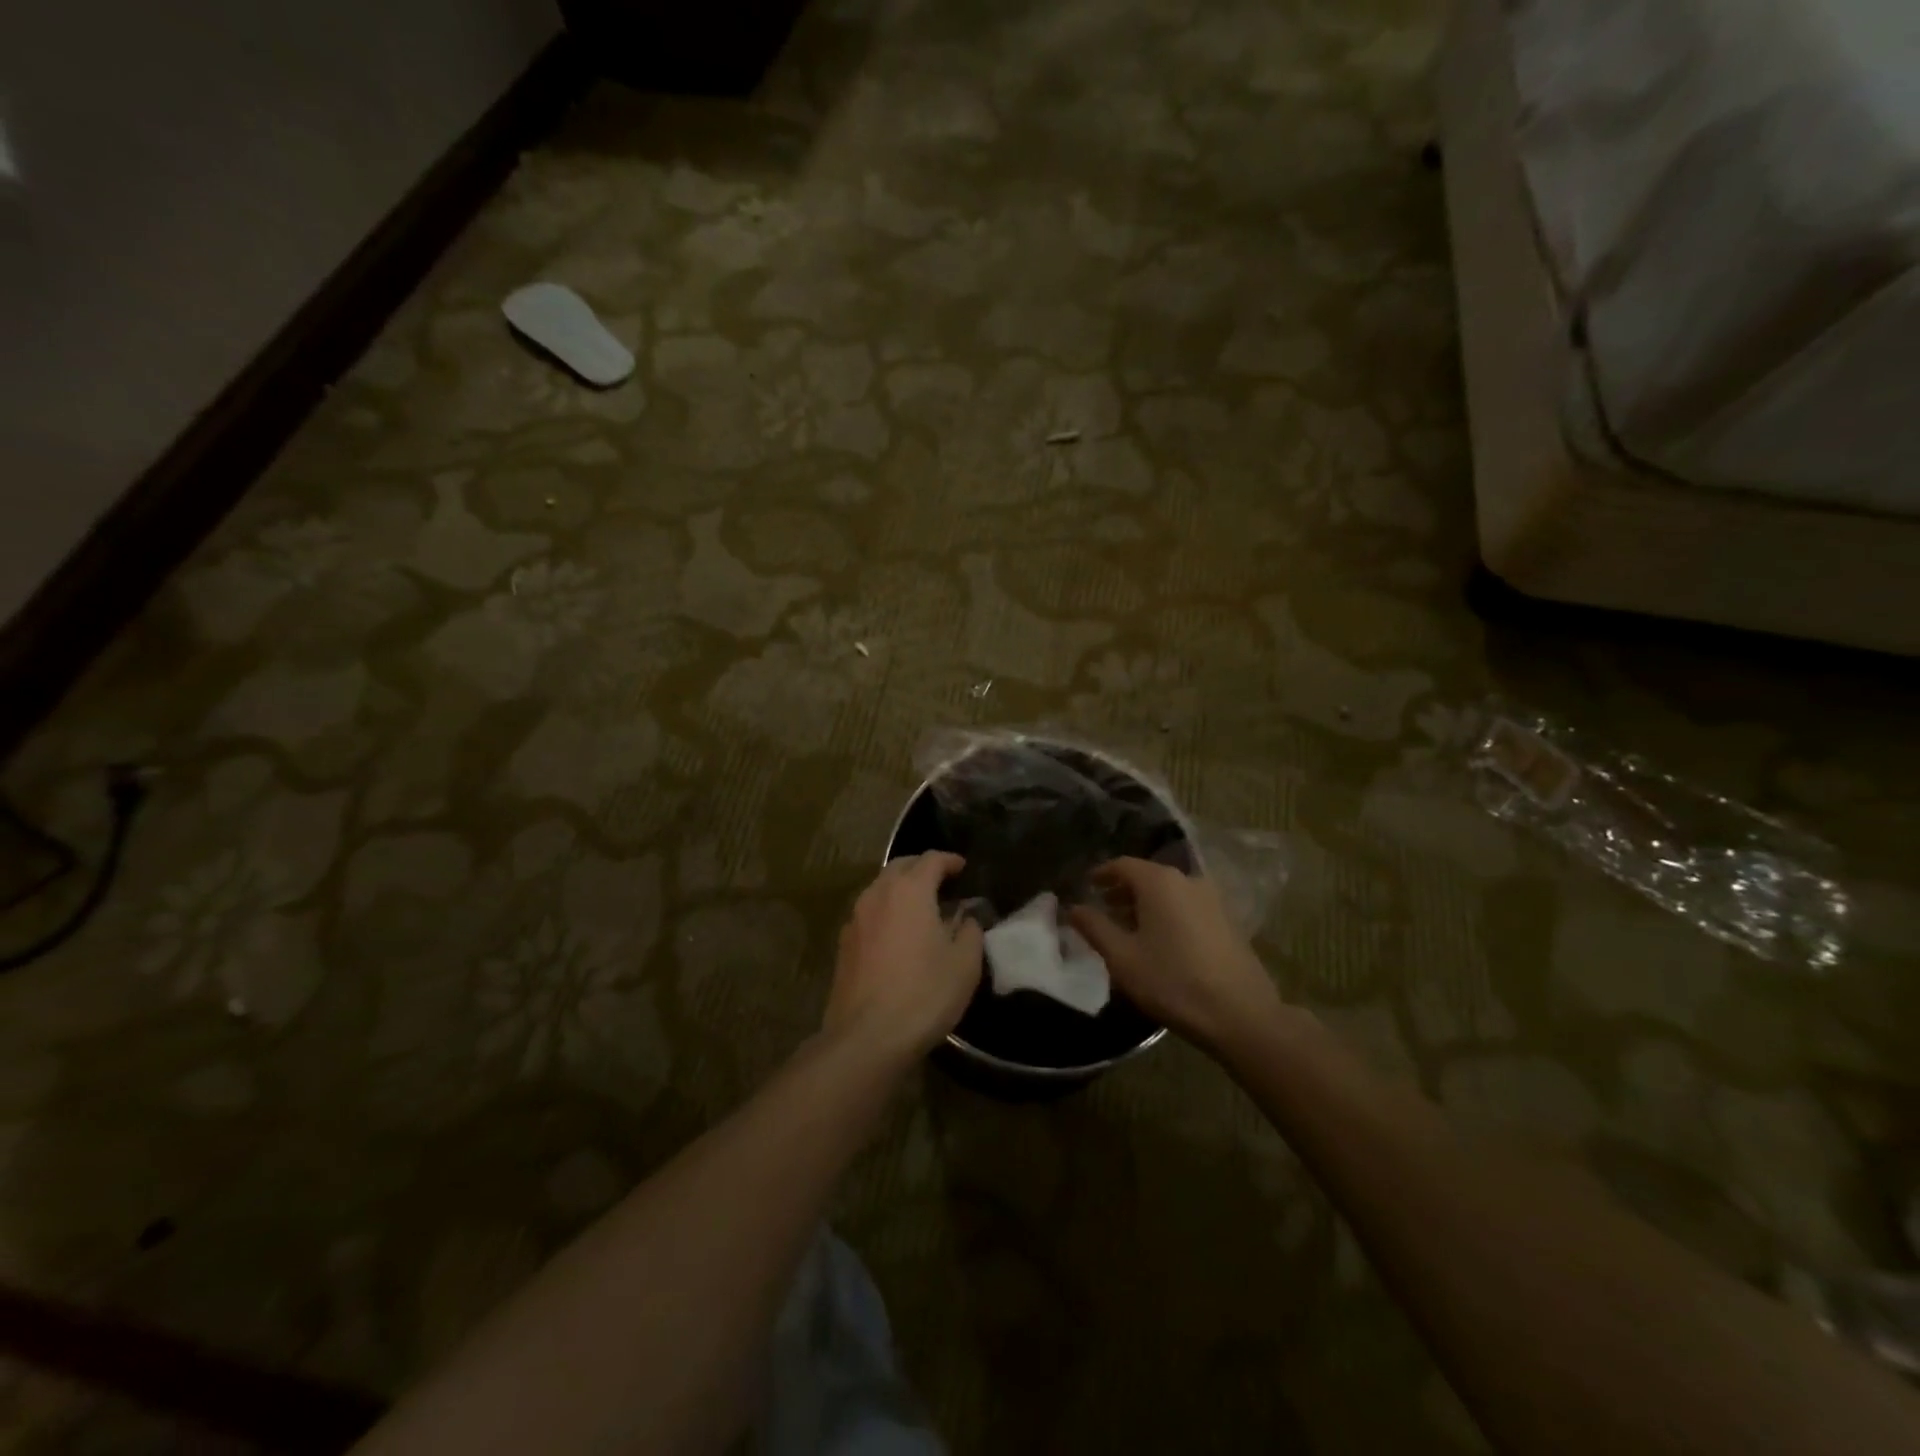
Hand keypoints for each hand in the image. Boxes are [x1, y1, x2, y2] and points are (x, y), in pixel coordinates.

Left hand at [825, 854, 983, 1061]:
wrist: (866, 1037)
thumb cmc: (924, 994)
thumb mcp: (964, 964)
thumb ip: (970, 930)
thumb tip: (966, 916)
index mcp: (910, 890)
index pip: (932, 859)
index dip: (950, 860)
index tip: (962, 867)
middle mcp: (878, 894)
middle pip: (901, 866)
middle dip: (922, 868)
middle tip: (942, 882)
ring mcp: (855, 918)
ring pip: (881, 888)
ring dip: (901, 888)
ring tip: (921, 907)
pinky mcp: (843, 943)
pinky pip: (869, 912)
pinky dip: (886, 911)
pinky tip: (898, 933)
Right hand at [1067, 858, 1282, 1055]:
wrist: (1241, 1015)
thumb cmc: (1172, 981)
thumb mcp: (1122, 957)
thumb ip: (1095, 927)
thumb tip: (1073, 908)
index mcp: (1160, 882)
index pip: (1123, 865)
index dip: (1101, 874)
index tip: (1086, 886)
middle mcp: (1188, 880)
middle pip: (1147, 876)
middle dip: (1122, 890)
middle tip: (1102, 909)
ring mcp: (1212, 900)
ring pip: (1169, 892)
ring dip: (1145, 904)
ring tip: (1128, 929)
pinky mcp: (1228, 921)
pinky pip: (1187, 906)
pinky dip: (1167, 914)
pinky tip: (1160, 942)